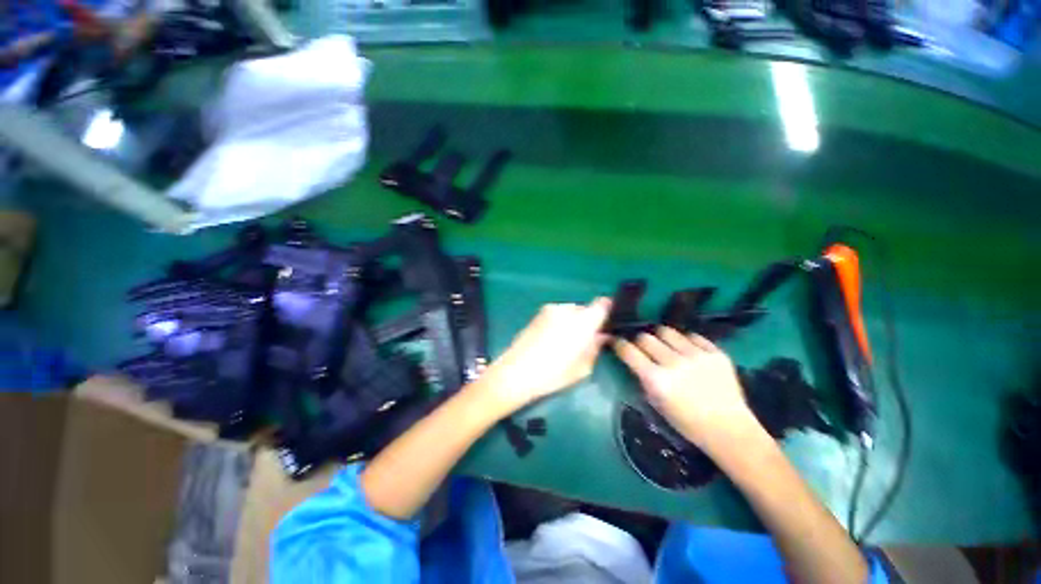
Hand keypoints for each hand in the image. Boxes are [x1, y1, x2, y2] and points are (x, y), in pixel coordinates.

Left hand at [477, 298, 611, 414]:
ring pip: (570, 312)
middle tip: (584, 340)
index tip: (607, 324)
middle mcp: (567, 309)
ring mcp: (550, 309)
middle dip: (588, 321)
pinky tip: (551, 340)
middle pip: (585, 309)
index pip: (603, 304)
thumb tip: (601, 336)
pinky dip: (559, 323)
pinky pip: (556, 315)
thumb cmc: (553, 374)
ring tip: (564, 342)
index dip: (608, 311)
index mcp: (582, 321)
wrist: (515, 372)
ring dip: (572, 322)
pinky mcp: (538, 314)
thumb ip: (595, 347)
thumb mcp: (583, 367)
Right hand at [613, 327, 760, 449]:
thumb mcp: (656, 403)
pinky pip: (692, 336)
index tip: (616, 341)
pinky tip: (685, 349)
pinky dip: (684, 341)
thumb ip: (643, 379)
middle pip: (646, 338)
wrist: (729, 429)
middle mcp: (674, 363)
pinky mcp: (715, 352)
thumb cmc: (687, 423)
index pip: (629, 351)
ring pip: (667, 331)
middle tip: (641, 346)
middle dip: (639, 340)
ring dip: (660, 337)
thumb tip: (635, 360)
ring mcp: (696, 355)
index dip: (619, 344)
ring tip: (663, 344)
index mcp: (656, 379)